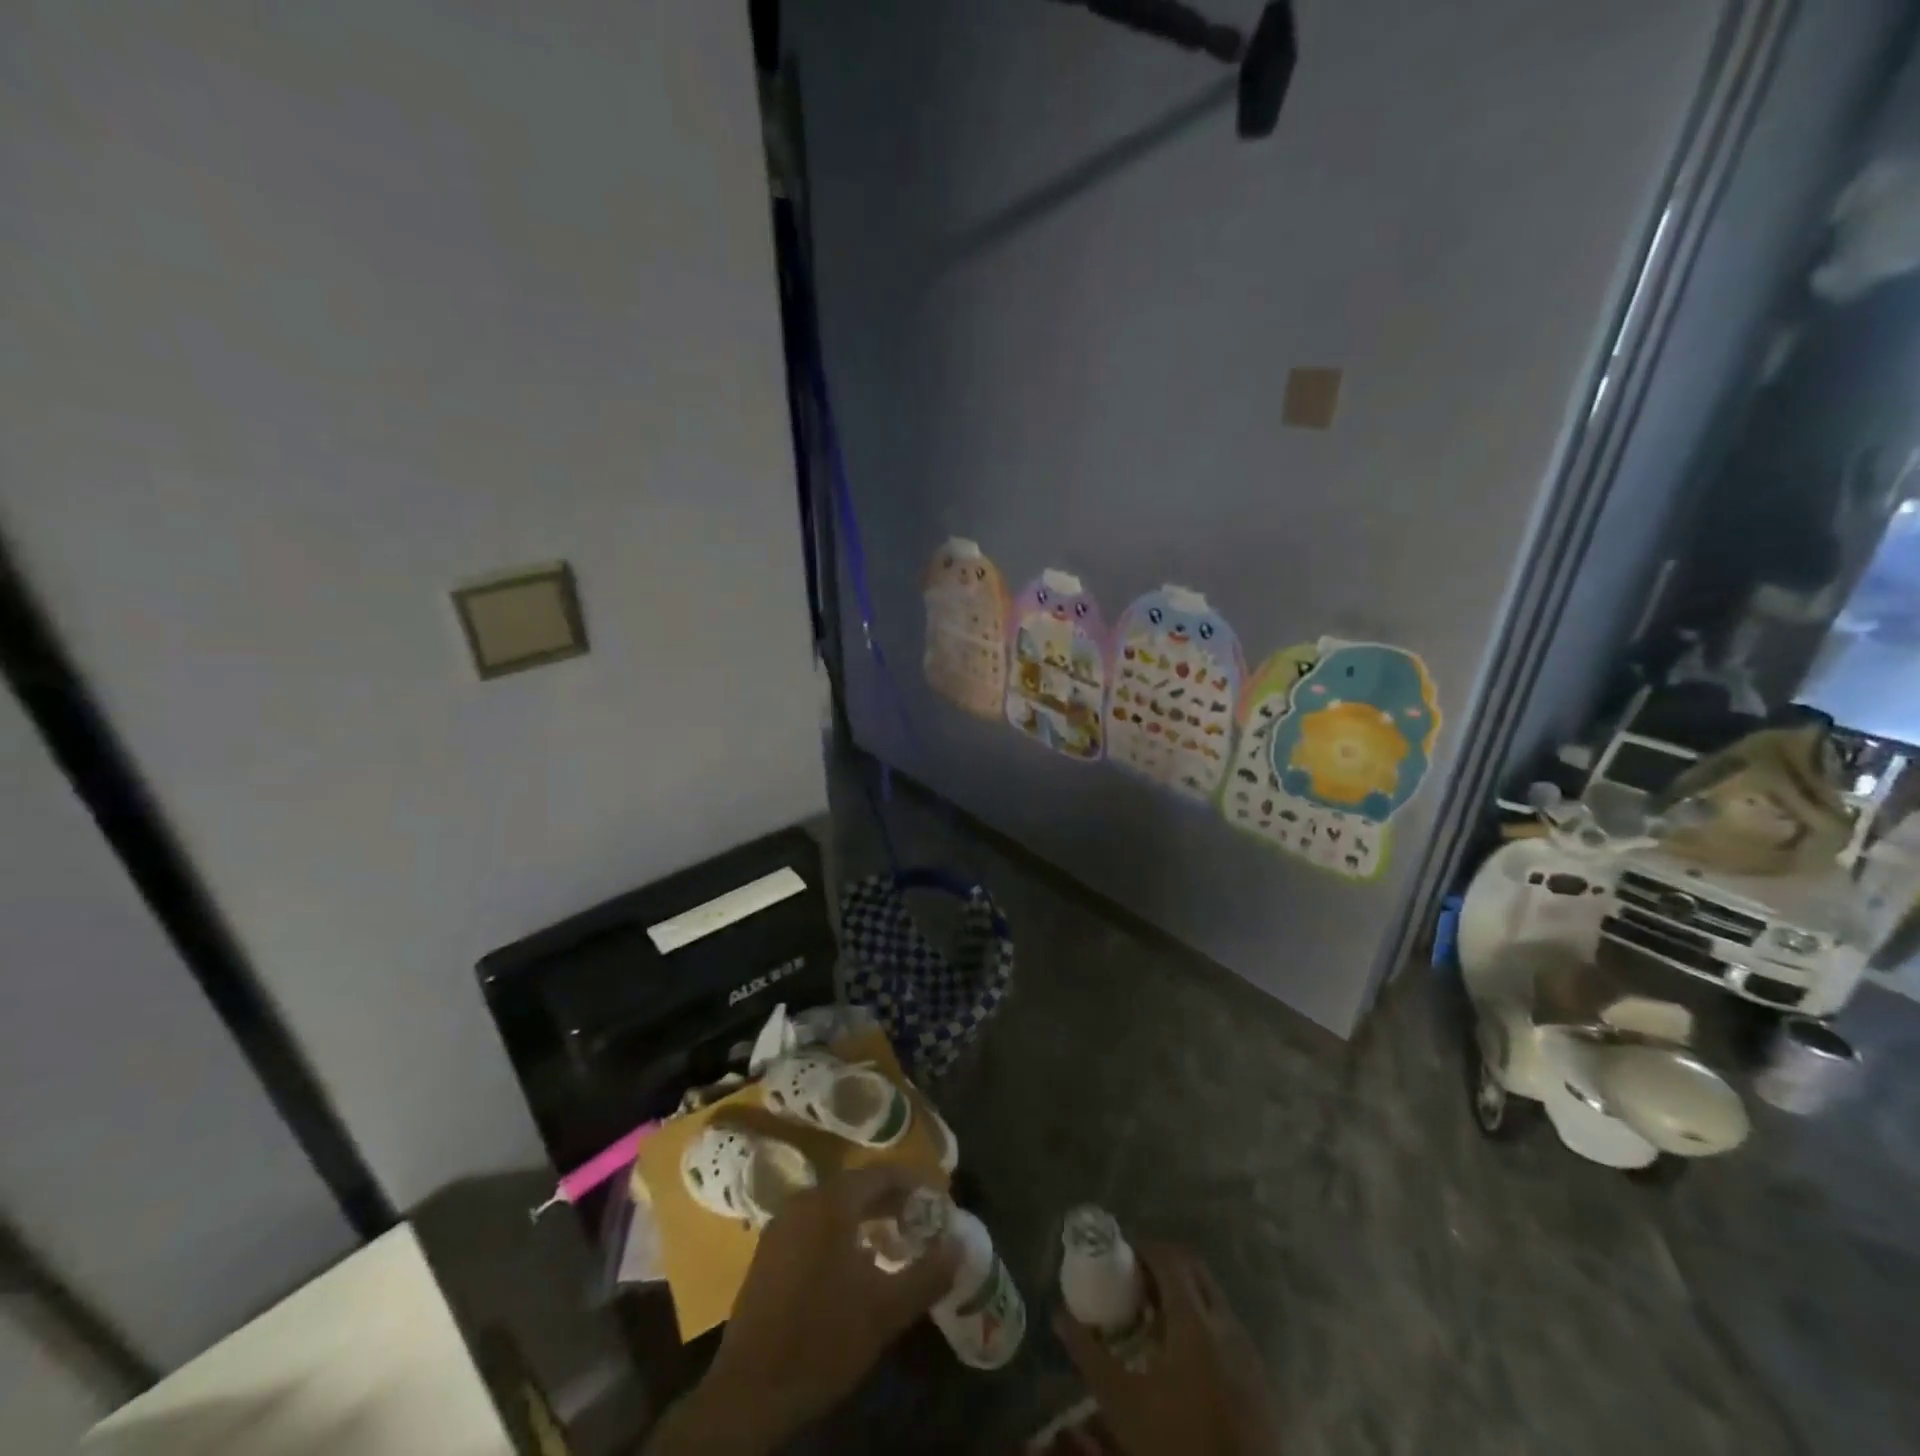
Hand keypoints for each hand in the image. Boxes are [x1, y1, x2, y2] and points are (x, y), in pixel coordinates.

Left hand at [647, 1166, 960, 1455]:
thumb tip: (959, 1245)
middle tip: (921, 1223)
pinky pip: (814, 1224)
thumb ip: (927, 1274)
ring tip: (894, 1242)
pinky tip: (855, 1264)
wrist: (749, 1392)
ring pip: (834, 1206)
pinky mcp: (769, 1252)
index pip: (882, 1174)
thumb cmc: (822, 1340)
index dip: (914, 1184)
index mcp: (832, 1202)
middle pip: (857, 1187)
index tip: (939, 1202)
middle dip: (892, 1201)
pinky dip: (841, 1231)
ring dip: (866, 1217)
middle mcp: (804, 1200)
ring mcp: (782, 1225)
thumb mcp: (885, 1311)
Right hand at [1054, 1245, 1279, 1455]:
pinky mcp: (1259, 1376)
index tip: (1122, 1262)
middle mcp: (1226, 1324)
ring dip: (1184, 1293)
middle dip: (1164, 1266)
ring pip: (1214, 1296)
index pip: (1171, 1258)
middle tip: (1136, 1285)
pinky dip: (1203, 1320)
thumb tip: (1059, 1316)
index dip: (1145, 1250)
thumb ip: (1088, 1354)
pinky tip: (1183, 1356)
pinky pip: (1227, 1326)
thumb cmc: (1173, 1443)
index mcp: (1194, 1322)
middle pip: (1195, 1269)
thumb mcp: (1121, 1402)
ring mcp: (1248, 1350)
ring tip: (1155, 1320)